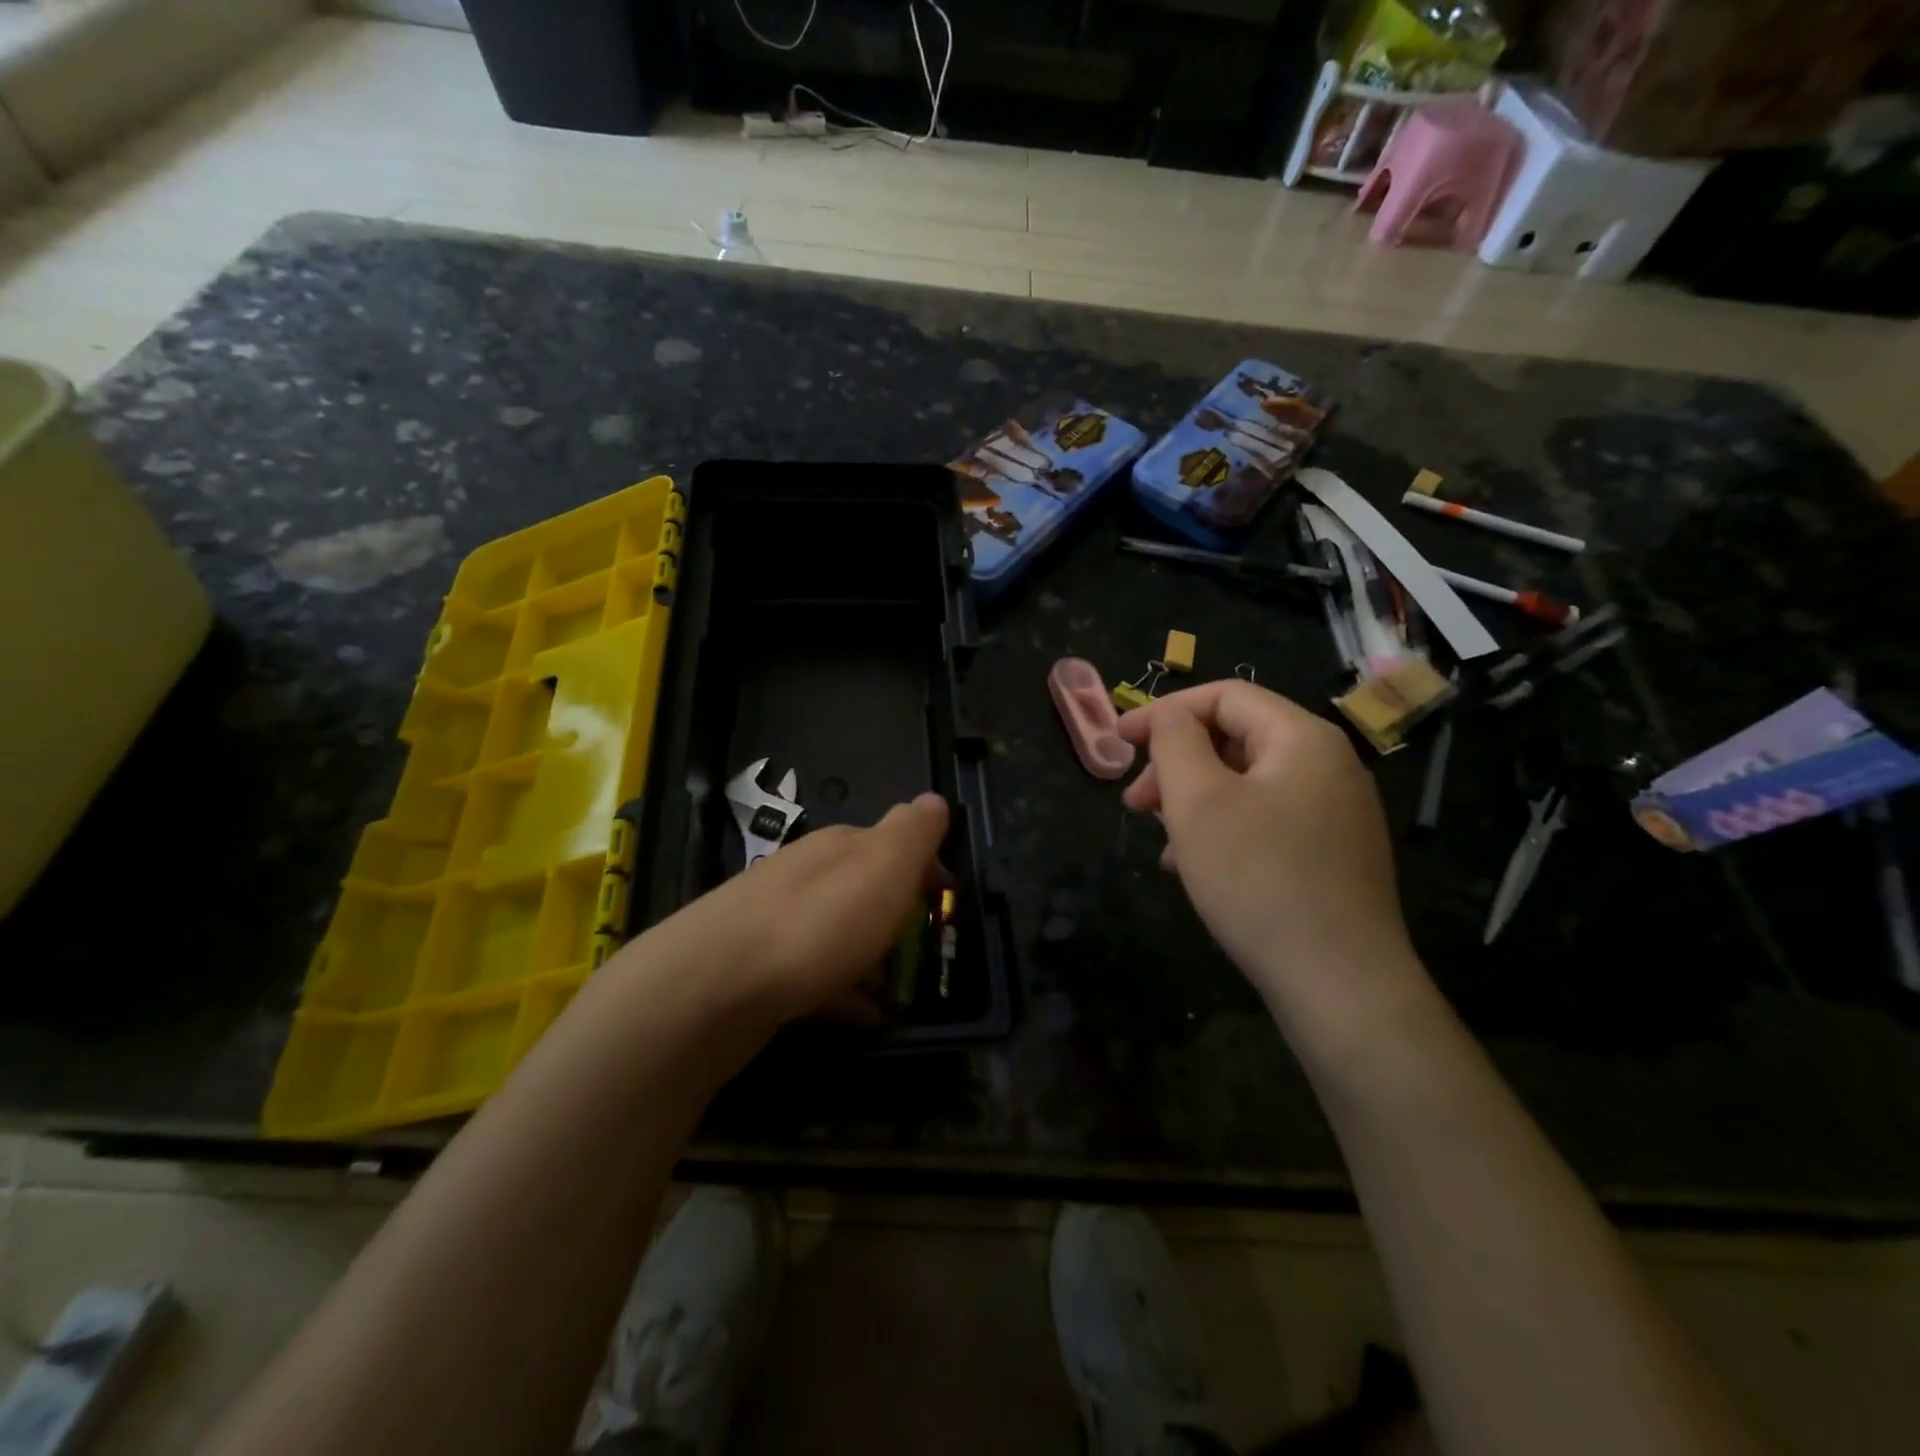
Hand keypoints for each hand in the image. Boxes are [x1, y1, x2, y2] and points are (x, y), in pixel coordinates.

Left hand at [647, 793, 950, 1025]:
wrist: (710, 988)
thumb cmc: (816, 924)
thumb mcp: (881, 866)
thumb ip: (912, 833)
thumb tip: (933, 800)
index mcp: (839, 846)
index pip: (894, 844)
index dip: (926, 872)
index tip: (947, 907)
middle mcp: (807, 874)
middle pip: (865, 889)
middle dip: (899, 917)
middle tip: (927, 955)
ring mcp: (778, 920)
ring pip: (840, 932)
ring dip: (872, 957)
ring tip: (901, 994)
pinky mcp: (759, 968)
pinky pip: (816, 974)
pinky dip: (844, 992)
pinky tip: (860, 1018)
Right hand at [1118, 682, 1424, 1028]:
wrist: (1341, 985)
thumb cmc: (1258, 879)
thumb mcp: (1198, 801)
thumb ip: (1175, 742)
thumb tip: (1170, 717)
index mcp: (1303, 738)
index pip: (1225, 696)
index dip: (1165, 712)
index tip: (1119, 740)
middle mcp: (1329, 766)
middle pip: (1236, 739)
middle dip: (1176, 764)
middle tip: (1135, 803)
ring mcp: (1337, 813)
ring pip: (1247, 785)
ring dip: (1194, 802)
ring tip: (1162, 844)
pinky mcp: (1333, 855)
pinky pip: (1267, 821)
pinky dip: (1224, 831)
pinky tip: (1198, 868)